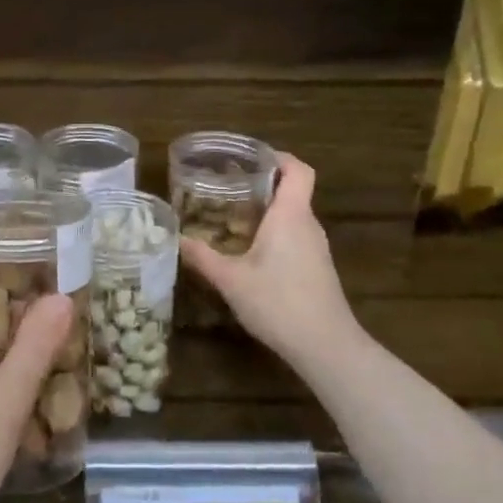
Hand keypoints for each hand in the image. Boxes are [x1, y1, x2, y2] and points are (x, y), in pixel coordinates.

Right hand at [179, 154, 356, 366]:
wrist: (325, 345)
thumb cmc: (278, 303)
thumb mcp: (231, 280)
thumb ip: (203, 257)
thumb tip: (177, 238)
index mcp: (290, 216)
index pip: (297, 169)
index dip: (278, 157)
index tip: (250, 158)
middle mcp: (307, 225)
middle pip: (292, 190)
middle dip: (261, 184)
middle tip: (225, 187)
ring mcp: (316, 248)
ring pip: (292, 216)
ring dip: (266, 211)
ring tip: (230, 217)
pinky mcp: (316, 268)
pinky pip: (294, 236)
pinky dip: (273, 233)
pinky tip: (249, 251)